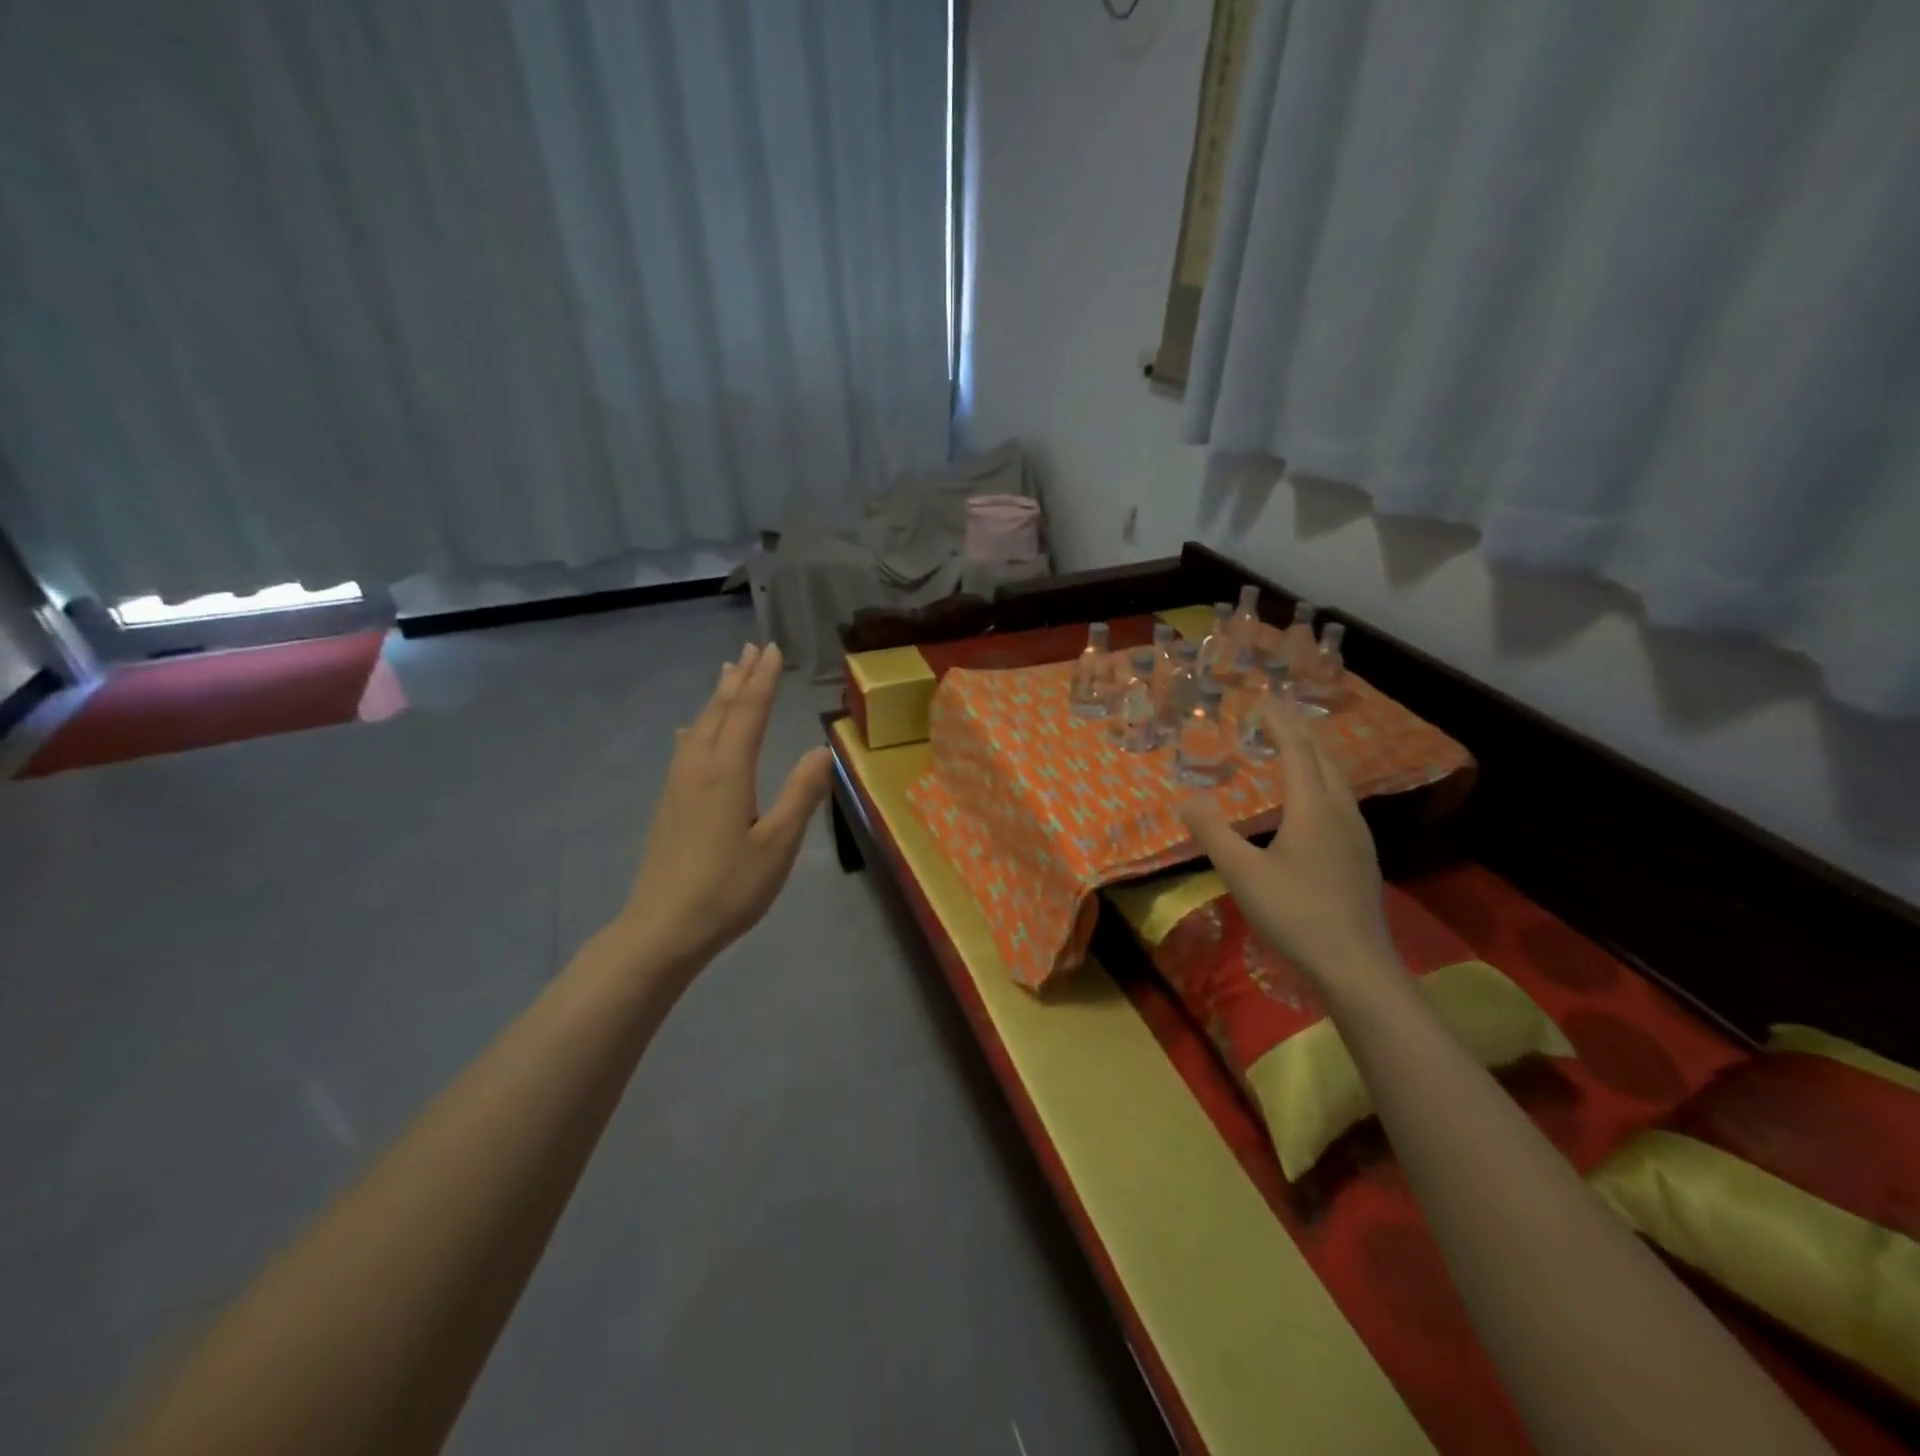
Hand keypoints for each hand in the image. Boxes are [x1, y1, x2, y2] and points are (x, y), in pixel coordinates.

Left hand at [616, 642, 832, 976]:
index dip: (763, 680)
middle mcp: (699, 767)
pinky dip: (696, 726)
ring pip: (699, 726)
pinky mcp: (669, 802)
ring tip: (727, 673)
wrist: (663, 927)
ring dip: (717, 696)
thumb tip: (819, 748)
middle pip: (720, 711)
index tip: (773, 649)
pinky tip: (689, 730)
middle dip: (739, 678)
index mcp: (728, 772)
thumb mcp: (778, 845)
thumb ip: (801, 794)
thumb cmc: (729, 888)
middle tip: (751, 647)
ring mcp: (678, 784)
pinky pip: (685, 746)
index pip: (749, 713)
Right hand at [1179, 698, 1394, 990]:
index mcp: (1313, 808)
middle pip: (1323, 759)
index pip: (1296, 752)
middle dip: (1301, 732)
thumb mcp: (1242, 874)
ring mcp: (1357, 835)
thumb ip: (1213, 833)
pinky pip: (1342, 801)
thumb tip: (1186, 798)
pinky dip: (1323, 783)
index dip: (1280, 723)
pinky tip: (1315, 802)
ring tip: (1295, 748)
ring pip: (1337, 781)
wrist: (1355, 965)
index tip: (1265, 699)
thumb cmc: (1295, 914)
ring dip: (1315, 757)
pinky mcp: (1361, 857)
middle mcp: (1341, 813)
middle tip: (1279, 714)